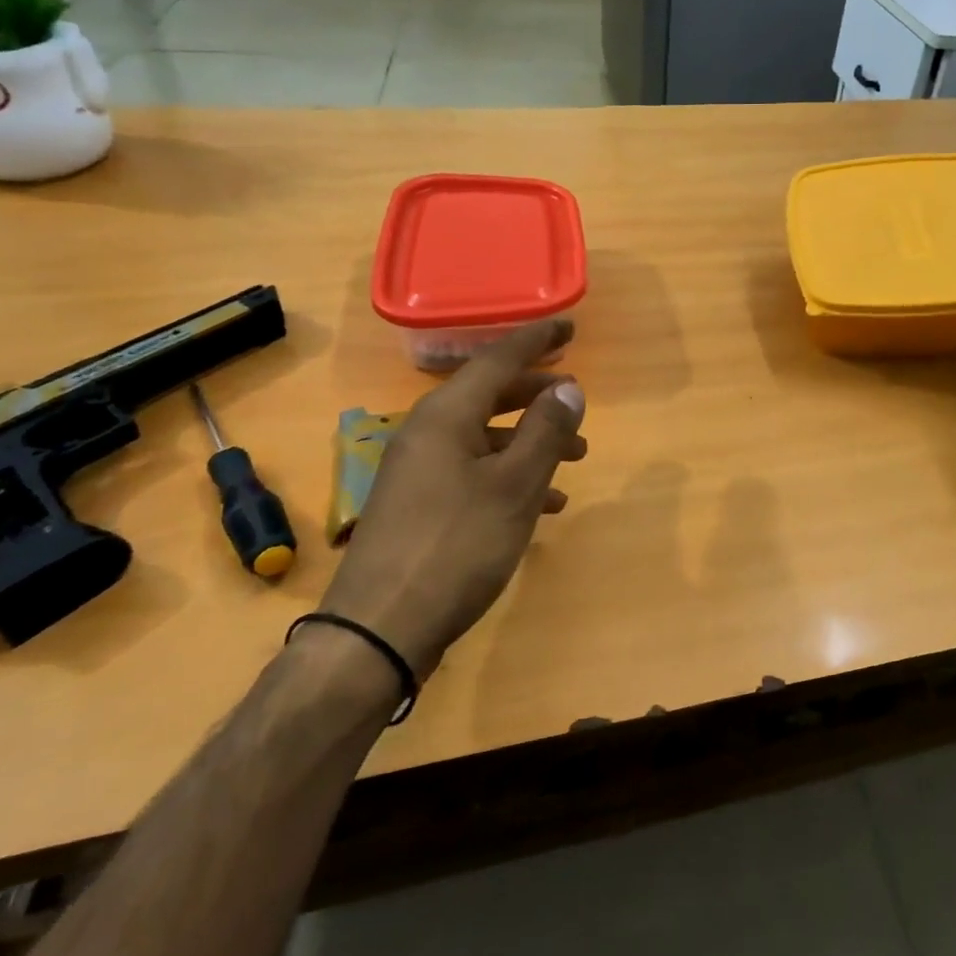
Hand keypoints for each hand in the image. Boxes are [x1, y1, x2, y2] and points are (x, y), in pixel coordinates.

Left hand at [318, 318, 586, 682]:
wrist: (381, 628)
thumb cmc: (457, 546)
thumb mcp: (515, 486)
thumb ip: (545, 431)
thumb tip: (569, 387)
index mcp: (446, 416)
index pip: (497, 359)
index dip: (537, 340)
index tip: (570, 327)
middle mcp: (428, 433)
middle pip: (490, 395)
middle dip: (537, 394)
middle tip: (575, 396)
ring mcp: (420, 471)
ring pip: (486, 437)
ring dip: (530, 440)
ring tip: (575, 456)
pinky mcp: (421, 506)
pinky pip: (475, 472)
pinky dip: (512, 476)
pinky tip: (546, 504)